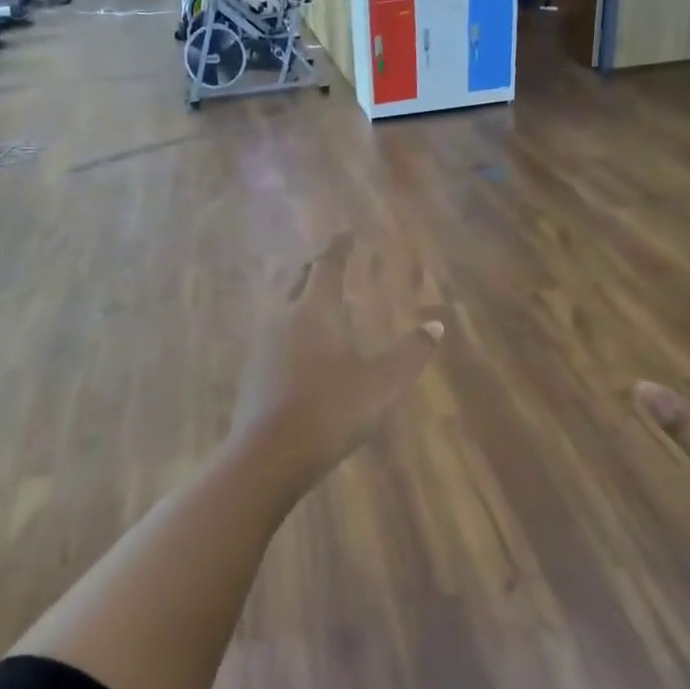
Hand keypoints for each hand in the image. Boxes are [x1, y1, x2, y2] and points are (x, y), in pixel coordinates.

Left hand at [229, 235, 442, 486]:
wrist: (269, 455)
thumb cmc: (330, 411)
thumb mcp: (382, 383)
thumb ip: (411, 353)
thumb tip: (436, 326)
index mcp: (313, 312)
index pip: (326, 267)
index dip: (338, 248)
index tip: (346, 233)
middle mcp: (282, 320)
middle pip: (298, 282)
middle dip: (316, 268)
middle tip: (331, 261)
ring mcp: (262, 346)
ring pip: (282, 309)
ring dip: (301, 297)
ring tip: (320, 301)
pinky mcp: (253, 372)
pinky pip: (275, 336)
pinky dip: (292, 328)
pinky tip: (300, 348)